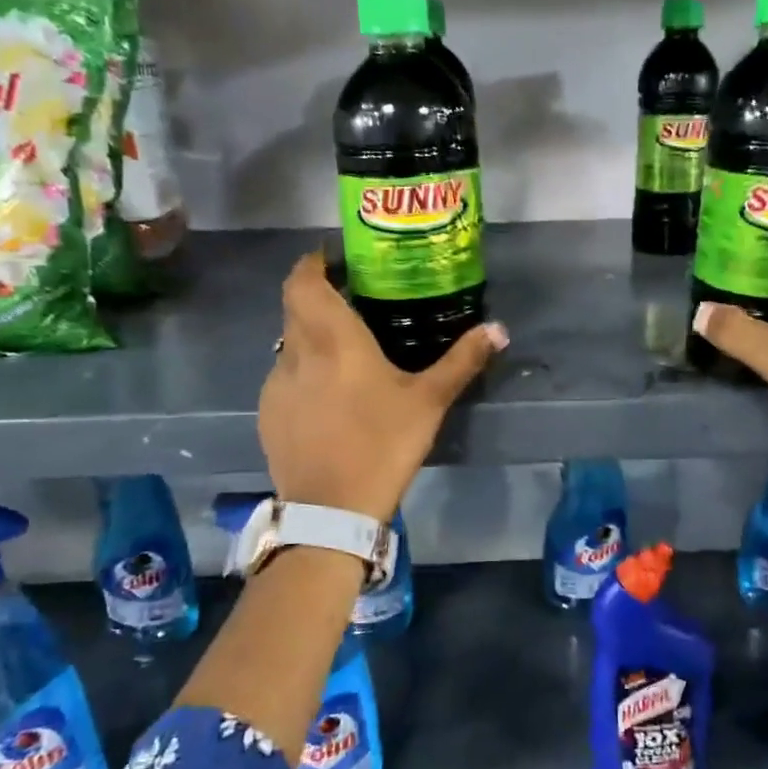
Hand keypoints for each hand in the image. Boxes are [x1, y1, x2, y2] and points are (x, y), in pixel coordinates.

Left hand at [258, 252, 506, 520]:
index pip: (303, 280)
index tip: (334, 259)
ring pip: (289, 343)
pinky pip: (284, 378)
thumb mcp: (429, 401)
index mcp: (333, 338)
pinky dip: (303, 374)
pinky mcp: (268, 414)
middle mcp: (296, 351)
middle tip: (352, 301)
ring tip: (344, 354)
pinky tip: (329, 399)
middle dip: (317, 296)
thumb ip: (462, 360)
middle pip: (294, 306)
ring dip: (311, 337)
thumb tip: (499, 329)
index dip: (313, 262)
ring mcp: (276, 384)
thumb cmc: (383, 443)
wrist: (332, 509)